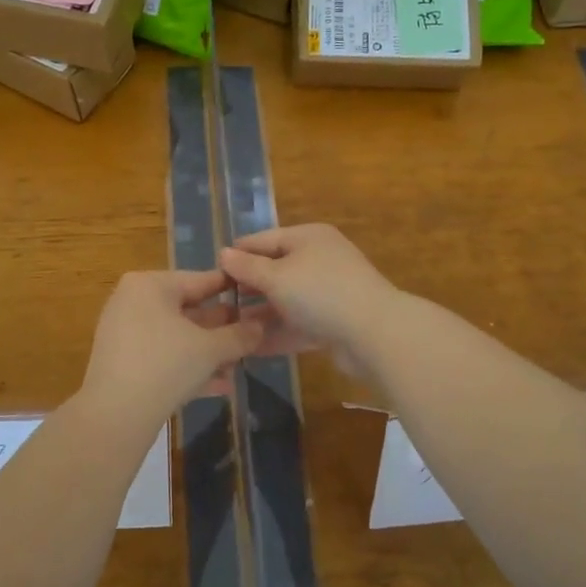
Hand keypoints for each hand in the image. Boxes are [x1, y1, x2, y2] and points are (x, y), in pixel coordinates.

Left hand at [78, 271, 262, 423]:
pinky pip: (162, 356)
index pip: (200, 280)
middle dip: (221, 328)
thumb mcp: (210, 349)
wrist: (115, 415)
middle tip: (252, 334)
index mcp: (150, 285)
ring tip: (239, 364)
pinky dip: (187, 366)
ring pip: (176, 337)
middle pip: (187, 309)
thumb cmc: (166, 365)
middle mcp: (133, 301)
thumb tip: (261, 327)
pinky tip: (220, 386)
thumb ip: (239, 336)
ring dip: (208, 352)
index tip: (257, 292)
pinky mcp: (122, 362)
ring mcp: (124, 332)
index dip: (231, 288)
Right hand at [219, 225, 397, 358]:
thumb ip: (247, 267)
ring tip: (227, 329)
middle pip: (275, 271)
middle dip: (246, 288)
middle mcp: (319, 260)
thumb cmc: (320, 293)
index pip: (263, 240)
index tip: (210, 271)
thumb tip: (224, 253)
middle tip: (216, 304)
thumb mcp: (276, 277)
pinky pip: (297, 325)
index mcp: (308, 238)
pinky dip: (277, 334)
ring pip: (285, 301)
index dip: (237, 254)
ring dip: (259, 315)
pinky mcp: (333, 323)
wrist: (375, 334)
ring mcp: (328, 293)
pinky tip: (250, 348)